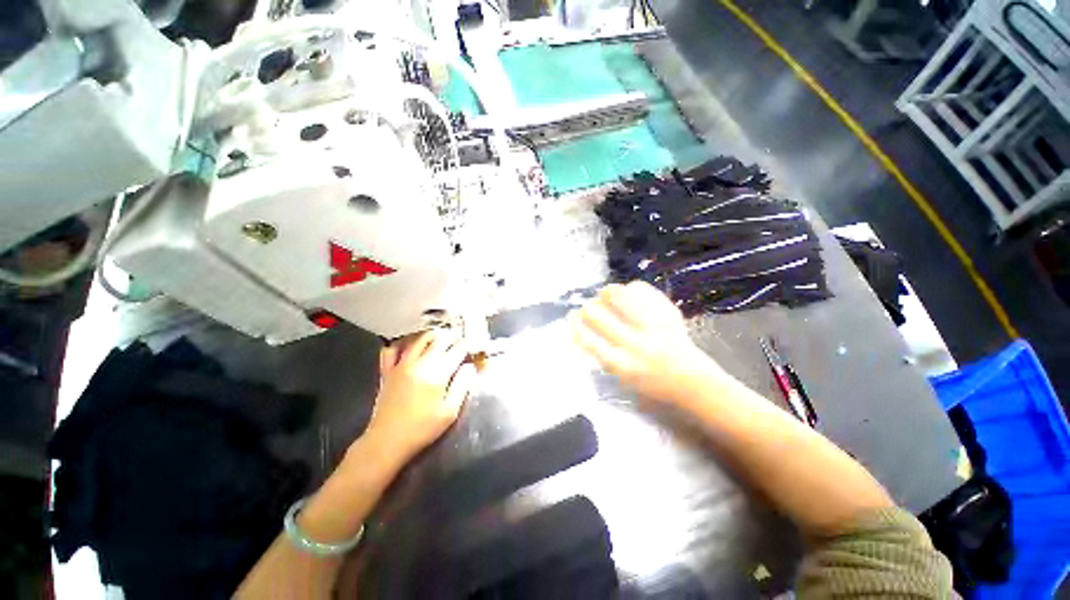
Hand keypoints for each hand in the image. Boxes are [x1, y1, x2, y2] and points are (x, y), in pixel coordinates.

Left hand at [364, 328, 475, 463]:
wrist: (387, 441)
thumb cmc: (422, 429)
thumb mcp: (450, 412)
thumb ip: (462, 386)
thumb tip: (469, 367)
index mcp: (438, 374)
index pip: (456, 351)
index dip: (466, 345)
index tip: (472, 345)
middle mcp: (420, 364)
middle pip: (439, 340)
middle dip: (452, 337)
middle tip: (459, 339)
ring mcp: (401, 365)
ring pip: (419, 340)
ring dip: (432, 335)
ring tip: (440, 337)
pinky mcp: (387, 371)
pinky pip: (392, 350)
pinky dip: (402, 344)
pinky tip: (409, 347)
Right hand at [571, 281, 721, 402]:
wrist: (692, 382)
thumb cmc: (652, 384)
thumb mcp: (621, 377)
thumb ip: (602, 354)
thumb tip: (584, 326)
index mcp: (620, 364)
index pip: (587, 338)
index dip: (575, 324)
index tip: (571, 316)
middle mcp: (633, 345)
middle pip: (597, 315)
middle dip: (588, 307)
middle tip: (591, 307)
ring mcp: (652, 327)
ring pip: (618, 296)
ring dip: (607, 293)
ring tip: (608, 295)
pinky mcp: (667, 314)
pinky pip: (642, 290)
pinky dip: (632, 288)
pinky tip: (630, 293)